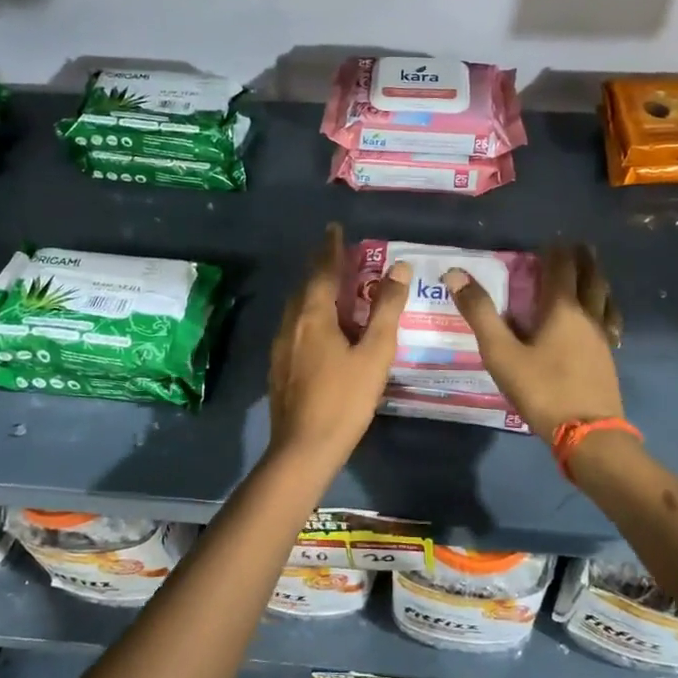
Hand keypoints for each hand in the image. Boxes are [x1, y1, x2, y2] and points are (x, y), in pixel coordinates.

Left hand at [268, 224, 410, 471]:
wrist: (303, 449)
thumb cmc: (344, 399)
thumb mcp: (374, 354)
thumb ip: (386, 310)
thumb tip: (399, 268)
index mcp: (313, 315)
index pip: (322, 270)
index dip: (331, 248)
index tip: (334, 228)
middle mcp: (291, 323)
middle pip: (305, 286)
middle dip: (321, 268)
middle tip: (338, 255)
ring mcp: (280, 346)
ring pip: (297, 308)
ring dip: (314, 292)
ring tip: (332, 288)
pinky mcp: (278, 367)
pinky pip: (294, 326)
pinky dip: (309, 315)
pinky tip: (320, 330)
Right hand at [444, 243, 623, 440]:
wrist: (588, 434)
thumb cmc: (542, 389)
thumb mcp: (501, 352)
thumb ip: (480, 313)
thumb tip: (455, 274)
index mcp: (562, 309)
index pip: (562, 268)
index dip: (556, 251)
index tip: (551, 239)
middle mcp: (588, 317)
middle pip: (591, 279)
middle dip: (583, 260)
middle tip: (577, 246)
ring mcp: (603, 339)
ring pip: (605, 300)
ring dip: (598, 281)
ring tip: (593, 274)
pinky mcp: (608, 360)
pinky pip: (609, 322)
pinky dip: (605, 309)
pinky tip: (602, 321)